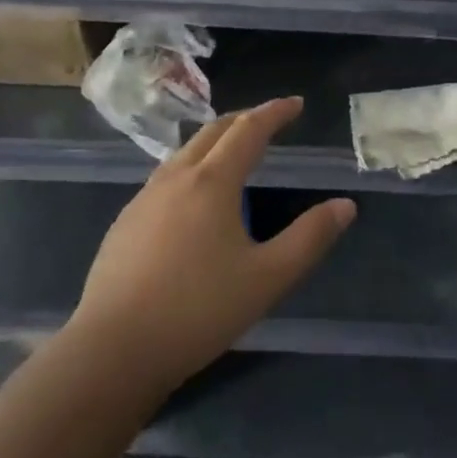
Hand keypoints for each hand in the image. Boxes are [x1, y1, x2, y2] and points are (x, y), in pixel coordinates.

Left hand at [67, 98, 354, 392]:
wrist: (111, 354)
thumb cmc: (197, 311)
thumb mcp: (268, 277)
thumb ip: (310, 238)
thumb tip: (345, 205)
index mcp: (212, 182)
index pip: (248, 130)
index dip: (274, 112)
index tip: (295, 104)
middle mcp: (175, 179)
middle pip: (212, 131)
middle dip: (244, 119)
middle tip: (269, 121)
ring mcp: (142, 201)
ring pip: (183, 153)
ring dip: (214, 142)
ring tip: (233, 154)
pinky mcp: (123, 226)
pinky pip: (164, 178)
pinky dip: (190, 168)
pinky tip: (193, 200)